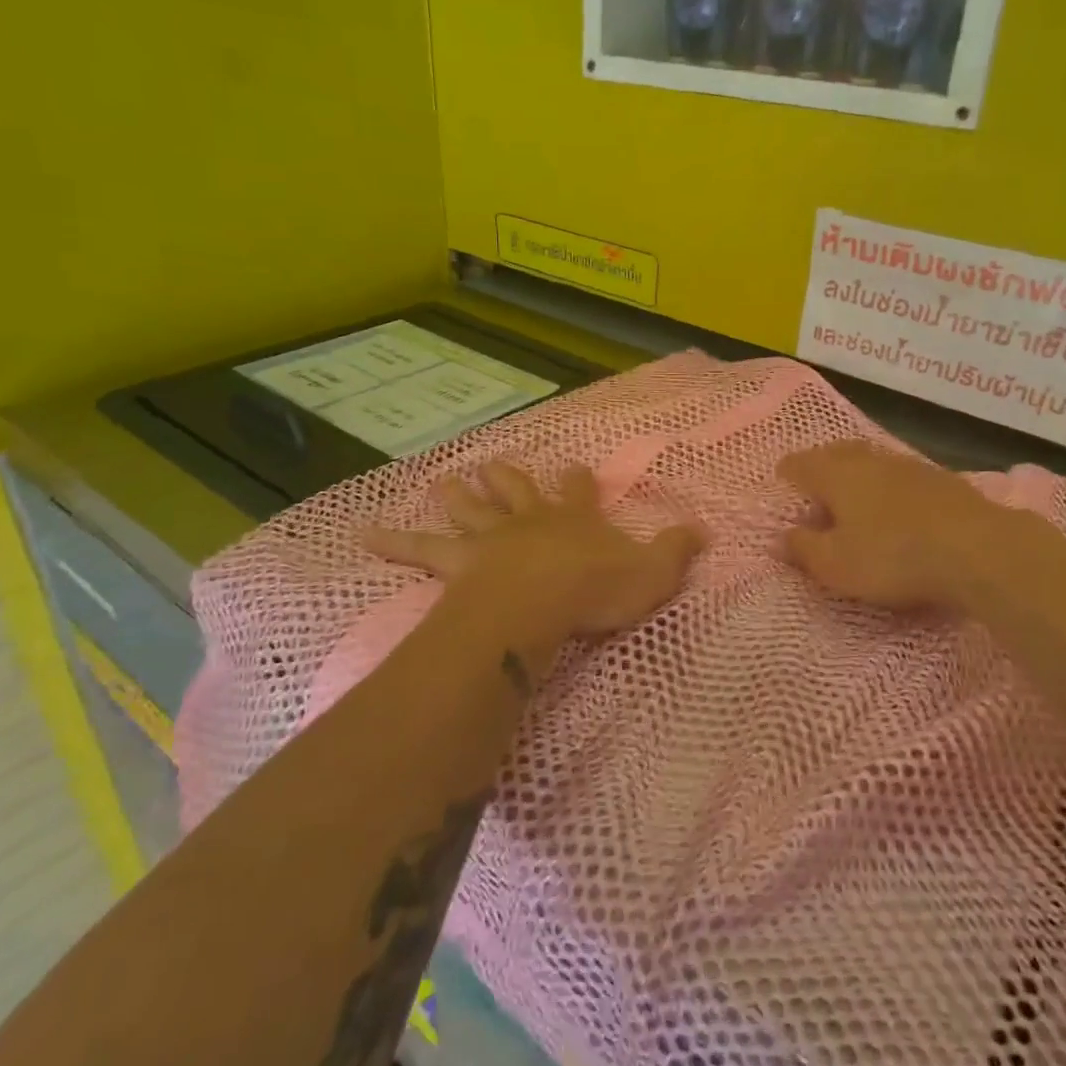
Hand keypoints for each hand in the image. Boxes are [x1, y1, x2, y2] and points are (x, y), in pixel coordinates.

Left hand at [362, 463, 703, 652]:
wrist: (542, 601)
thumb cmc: (597, 589)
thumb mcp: (652, 572)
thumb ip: (677, 550)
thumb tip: (704, 531)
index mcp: (575, 520)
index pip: (580, 493)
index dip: (578, 482)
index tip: (573, 468)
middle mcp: (531, 520)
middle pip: (518, 492)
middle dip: (508, 480)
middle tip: (494, 465)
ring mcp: (492, 538)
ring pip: (471, 510)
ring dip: (458, 495)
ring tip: (442, 482)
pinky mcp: (459, 562)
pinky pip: (420, 550)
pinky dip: (391, 541)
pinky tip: (361, 533)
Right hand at [780, 441, 1012, 612]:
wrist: (977, 549)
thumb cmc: (892, 557)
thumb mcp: (836, 565)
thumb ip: (804, 549)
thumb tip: (780, 537)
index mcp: (836, 475)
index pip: (802, 464)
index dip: (788, 471)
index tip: (781, 478)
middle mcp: (870, 460)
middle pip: (837, 453)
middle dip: (822, 464)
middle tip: (815, 482)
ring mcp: (909, 466)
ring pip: (872, 461)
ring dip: (858, 473)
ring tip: (853, 493)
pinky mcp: (942, 480)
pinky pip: (901, 475)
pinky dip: (889, 485)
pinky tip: (896, 503)